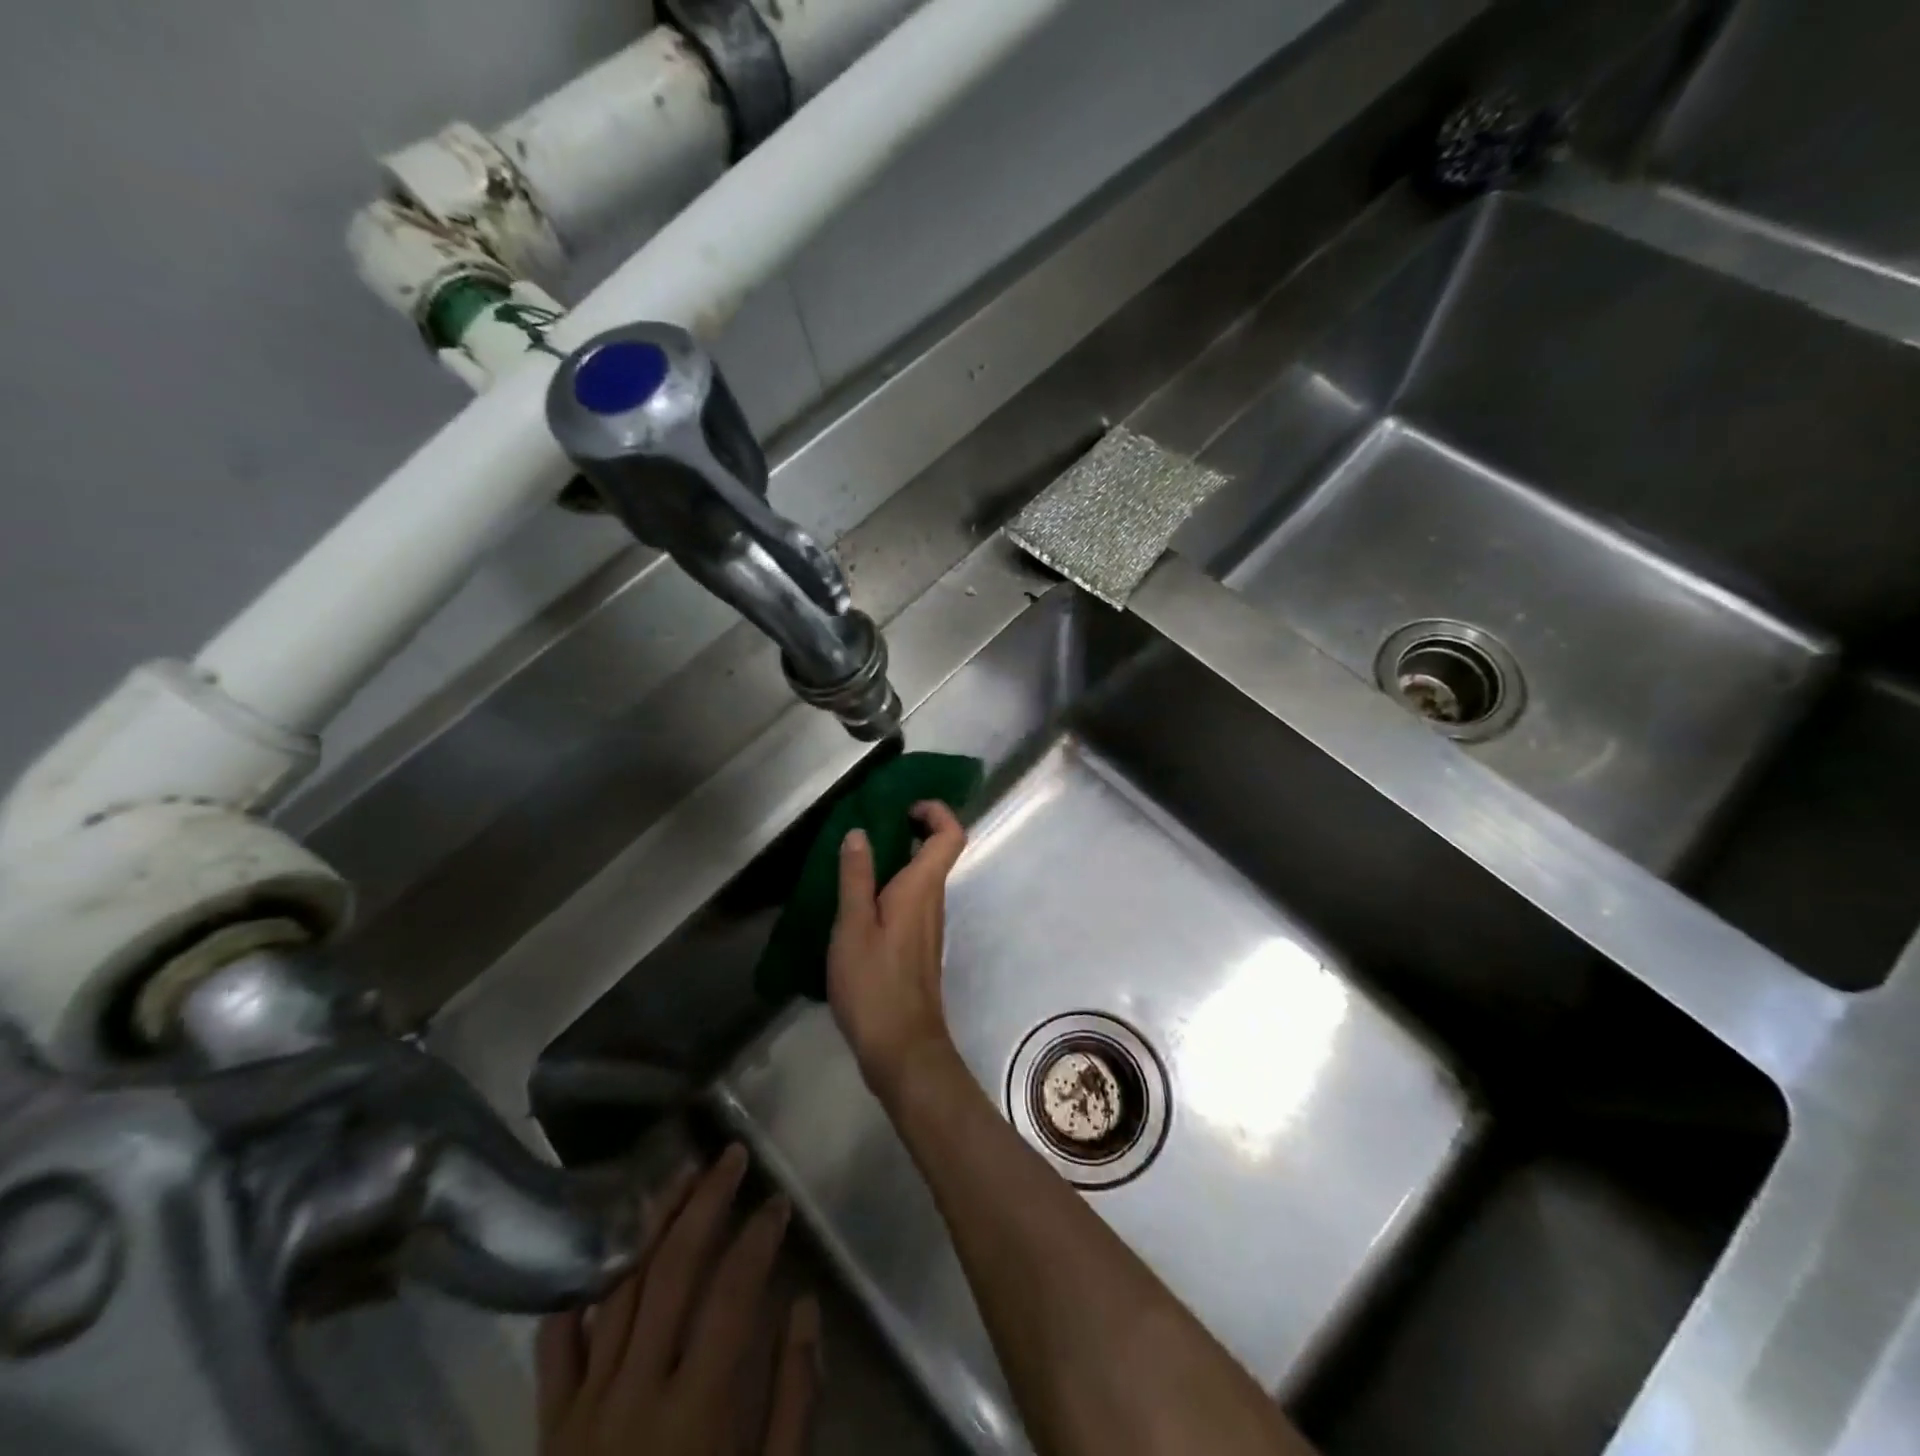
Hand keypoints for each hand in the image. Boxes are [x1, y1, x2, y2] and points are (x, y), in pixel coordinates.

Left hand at [536, 1145, 817, 1455]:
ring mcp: (583, 1409)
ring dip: (651, 1225)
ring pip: (617, 1291)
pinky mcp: (550, 1430)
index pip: (733, 1294)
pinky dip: (578, 1297)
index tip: (780, 1203)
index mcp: (694, 1412)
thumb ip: (791, 1400)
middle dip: (704, 1203)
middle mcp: (633, 1394)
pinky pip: (556, 1349)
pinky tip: (599, 1258)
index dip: (759, 1238)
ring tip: (679, 1175)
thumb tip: (804, 1307)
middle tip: (730, 1155)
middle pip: (670, 1271)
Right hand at [827, 800, 969, 1098]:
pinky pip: (910, 901)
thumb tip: (859, 832)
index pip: (951, 835)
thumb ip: (856, 878)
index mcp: (922, 888)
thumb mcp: (854, 926)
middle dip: (909, 830)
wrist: (902, 1048)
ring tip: (854, 861)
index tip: (904, 807)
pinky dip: (890, 888)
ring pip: (921, 878)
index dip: (936, 811)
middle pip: (936, 852)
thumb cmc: (875, 984)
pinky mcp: (918, 946)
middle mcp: (933, 901)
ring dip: (896, 860)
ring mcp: (928, 926)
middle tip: (867, 827)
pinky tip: (856, 903)